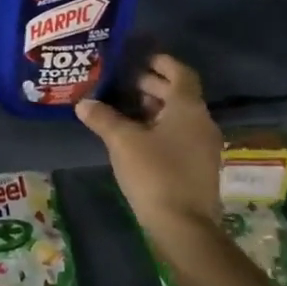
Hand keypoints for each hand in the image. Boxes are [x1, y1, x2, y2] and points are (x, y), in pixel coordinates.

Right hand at [75, 54, 221, 241]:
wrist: (184, 228)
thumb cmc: (155, 174)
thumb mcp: (122, 141)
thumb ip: (103, 117)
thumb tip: (83, 103)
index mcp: (188, 107)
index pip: (179, 71)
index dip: (159, 61)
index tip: (136, 57)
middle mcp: (201, 121)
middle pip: (178, 92)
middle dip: (150, 84)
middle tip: (120, 82)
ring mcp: (202, 146)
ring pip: (178, 115)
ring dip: (153, 107)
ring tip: (121, 107)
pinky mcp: (198, 166)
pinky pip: (179, 134)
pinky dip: (158, 127)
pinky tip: (133, 136)